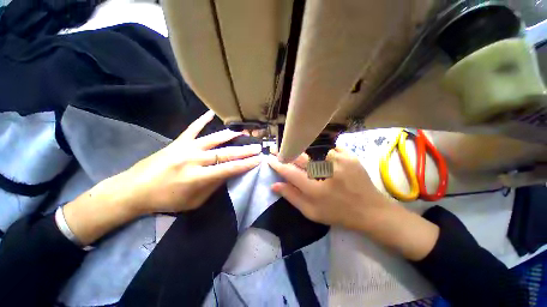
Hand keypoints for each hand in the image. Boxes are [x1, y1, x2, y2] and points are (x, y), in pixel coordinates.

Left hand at [63, 110, 260, 244]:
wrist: (134, 190)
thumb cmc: (166, 200)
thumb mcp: (194, 201)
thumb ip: (213, 186)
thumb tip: (229, 172)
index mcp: (197, 177)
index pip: (229, 169)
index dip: (245, 164)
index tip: (258, 160)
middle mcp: (193, 160)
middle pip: (225, 153)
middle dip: (244, 151)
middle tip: (258, 148)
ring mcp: (185, 148)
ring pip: (213, 139)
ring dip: (231, 136)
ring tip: (244, 133)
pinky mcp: (177, 142)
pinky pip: (192, 128)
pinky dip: (202, 120)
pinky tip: (211, 113)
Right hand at [267, 147, 389, 231]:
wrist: (370, 210)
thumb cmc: (338, 213)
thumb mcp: (311, 212)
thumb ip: (292, 197)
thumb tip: (274, 185)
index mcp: (316, 190)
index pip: (291, 172)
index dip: (279, 165)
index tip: (270, 158)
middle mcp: (327, 172)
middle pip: (301, 157)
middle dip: (290, 153)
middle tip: (283, 151)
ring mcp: (340, 161)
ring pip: (316, 152)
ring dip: (311, 157)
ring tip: (316, 164)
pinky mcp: (350, 156)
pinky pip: (330, 150)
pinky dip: (327, 155)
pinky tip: (333, 164)